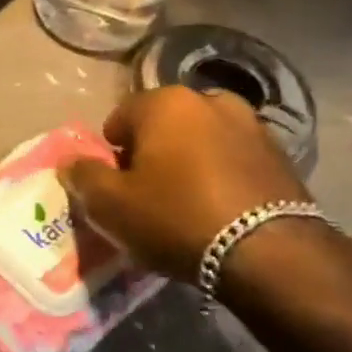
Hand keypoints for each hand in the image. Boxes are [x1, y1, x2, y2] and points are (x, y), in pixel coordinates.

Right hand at [59, 86, 315, 281]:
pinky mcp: (281, 154)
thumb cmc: (176, 218)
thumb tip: (70, 162)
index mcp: (166, 102)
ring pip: (202, 140)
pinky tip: (220, 209)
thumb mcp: (111, 206)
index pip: (120, 117)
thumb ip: (83, 177)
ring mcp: (251, 124)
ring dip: (190, 161)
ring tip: (187, 203)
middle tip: (148, 195)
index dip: (111, 153)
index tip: (115, 187)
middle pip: (164, 125)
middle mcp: (210, 100)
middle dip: (152, 153)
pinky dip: (222, 175)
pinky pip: (234, 159)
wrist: (268, 252)